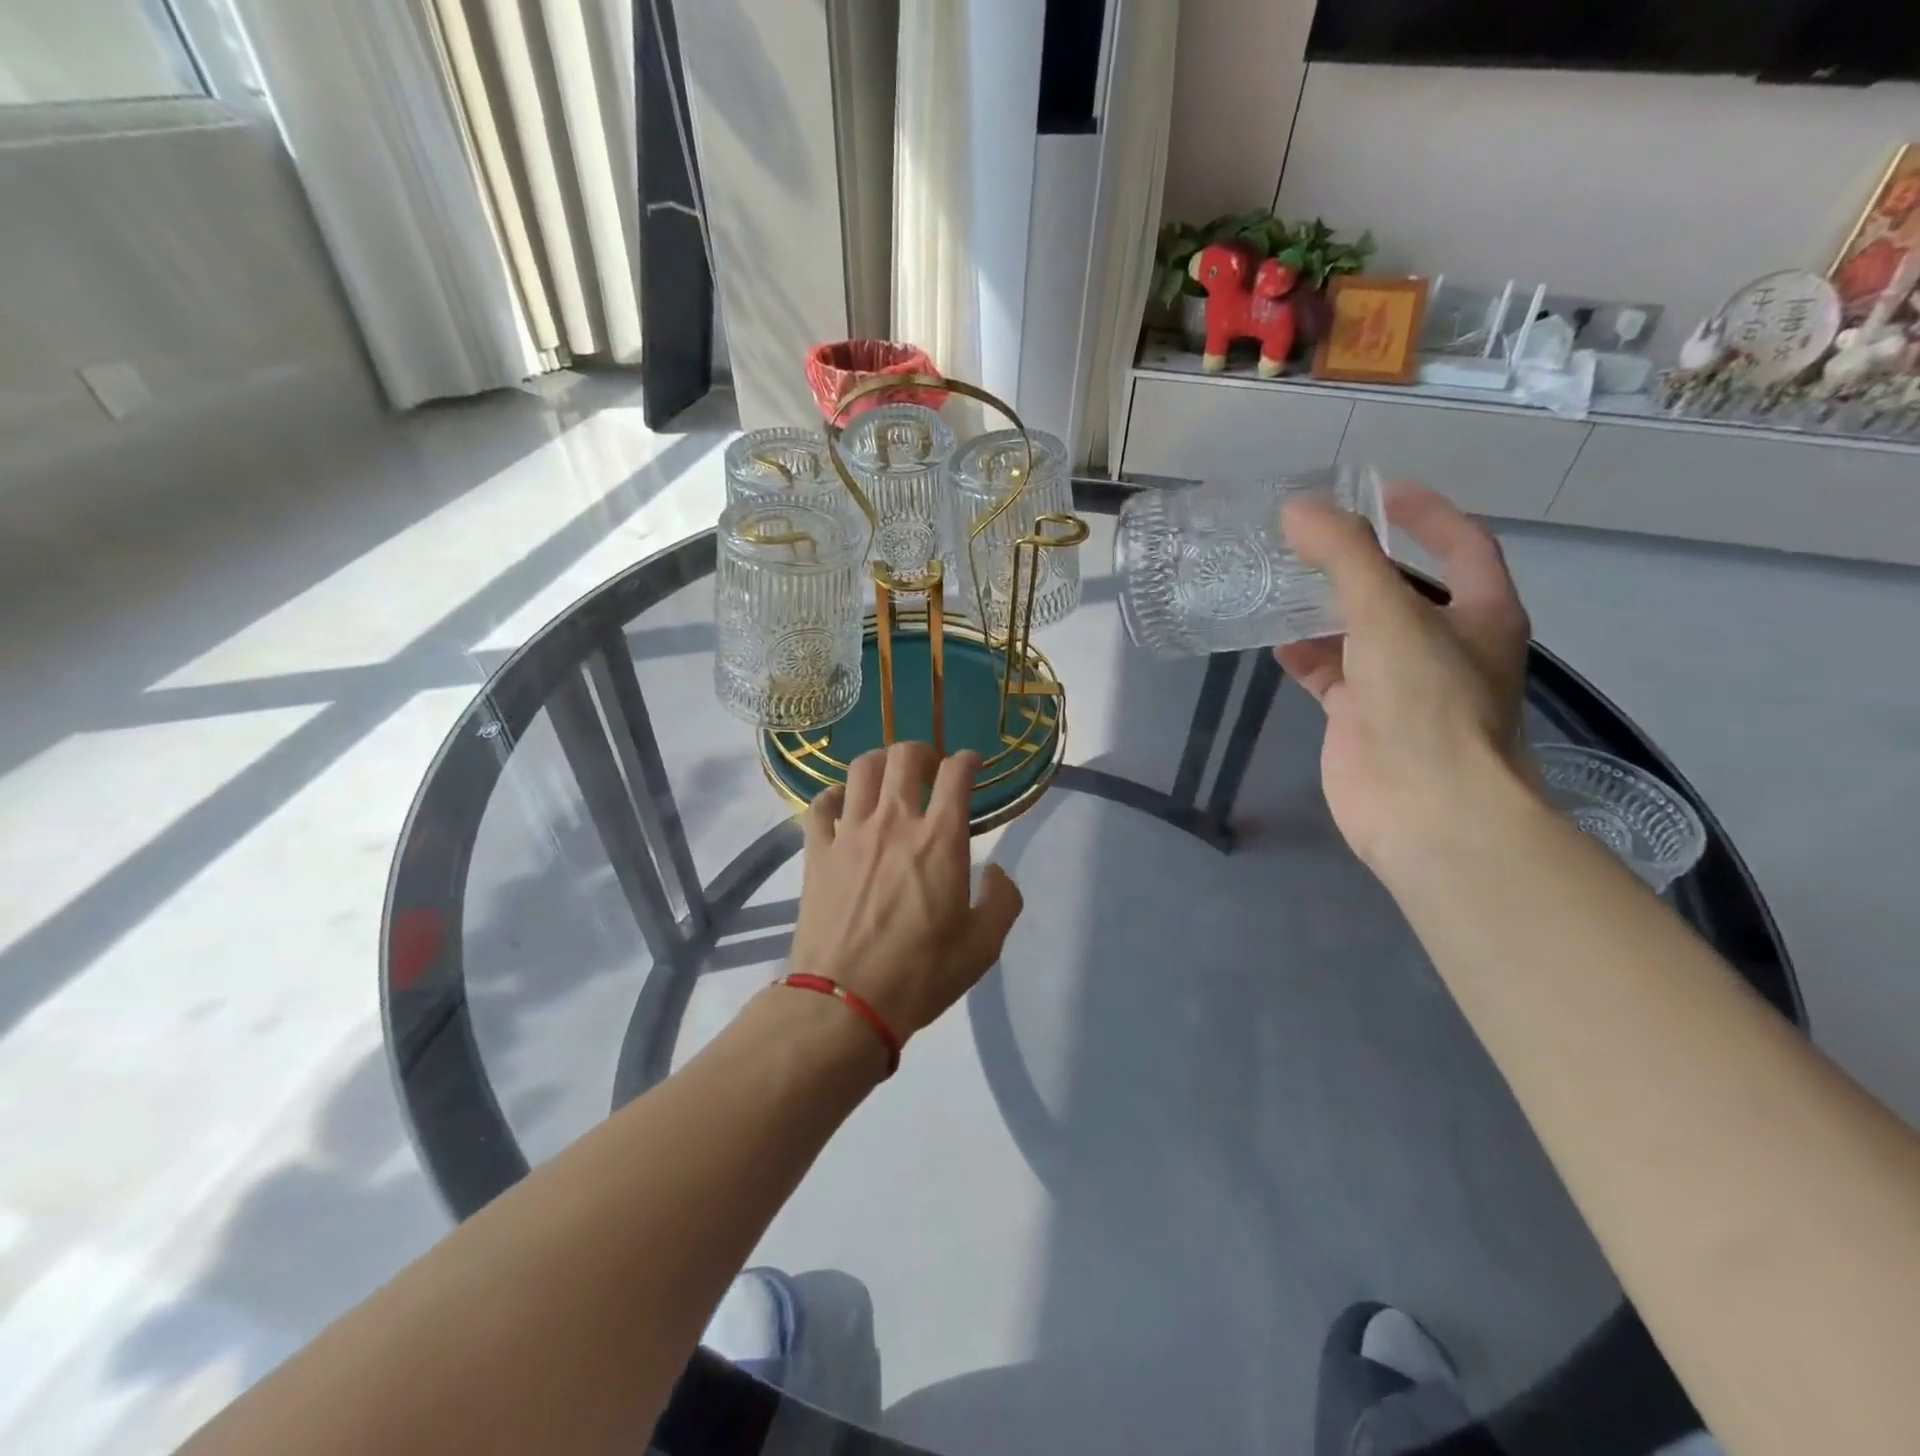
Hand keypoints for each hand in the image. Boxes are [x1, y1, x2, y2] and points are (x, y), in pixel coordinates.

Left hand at [788, 742, 1023, 1041]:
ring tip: (888, 778)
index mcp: (940, 839)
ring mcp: (850, 834)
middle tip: (930, 768)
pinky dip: (833, 796)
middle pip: (905, 757)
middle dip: (923, 752)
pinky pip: (820, 806)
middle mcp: (894, 822)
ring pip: (862, 770)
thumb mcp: (983, 946)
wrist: (846, 1002)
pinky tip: (841, 804)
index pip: (956, 774)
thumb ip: (1002, 901)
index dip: (968, 760)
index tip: (972, 765)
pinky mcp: (817, 852)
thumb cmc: (921, 974)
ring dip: (880, 763)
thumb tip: (996, 872)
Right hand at [1276, 482, 1531, 872]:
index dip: (1426, 513)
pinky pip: (1331, 675)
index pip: (1462, 544)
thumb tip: (1297, 508)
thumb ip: (1345, 556)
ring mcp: (1402, 685)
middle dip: (1359, 563)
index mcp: (1480, 613)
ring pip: (1360, 634)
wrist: (1426, 808)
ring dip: (1325, 611)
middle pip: (1402, 589)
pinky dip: (1306, 658)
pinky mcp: (1362, 719)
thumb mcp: (1388, 615)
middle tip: (1308, 540)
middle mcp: (1445, 645)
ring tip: (1280, 586)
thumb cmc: (1426, 704)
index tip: (1377, 491)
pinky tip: (1276, 645)